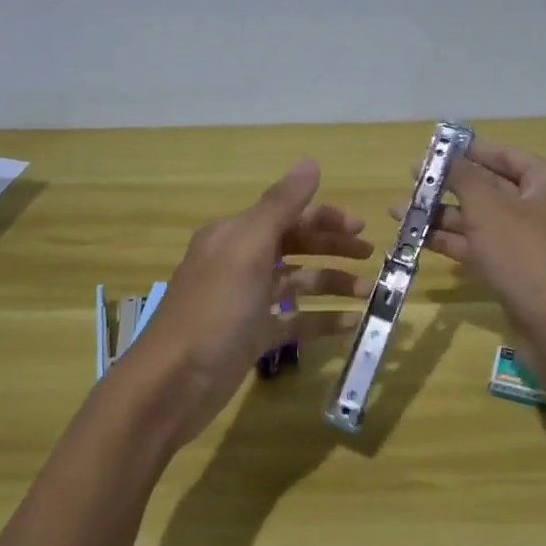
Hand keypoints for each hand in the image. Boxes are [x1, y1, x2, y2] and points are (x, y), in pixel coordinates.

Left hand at [136, 161, 371, 448]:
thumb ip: (281, 205)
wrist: (174, 383)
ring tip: (369, 294)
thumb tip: (310, 162)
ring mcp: (247, 302)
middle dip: (333, 248)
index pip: (287, 215)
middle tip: (371, 257)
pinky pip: (295, 321)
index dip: (325, 218)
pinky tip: (351, 325)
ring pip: (298, 283)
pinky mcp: (252, 337)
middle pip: (295, 246)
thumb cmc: (214, 309)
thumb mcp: (248, 249)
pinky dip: (322, 320)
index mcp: (236, 236)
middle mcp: (240, 263)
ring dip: (332, 284)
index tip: (362, 228)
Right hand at [397, 140, 545, 343]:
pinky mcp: (520, 272)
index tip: (433, 151)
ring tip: (399, 213)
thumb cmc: (526, 254)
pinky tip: (417, 238)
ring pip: (482, 221)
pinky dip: (454, 242)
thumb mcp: (488, 207)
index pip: (506, 156)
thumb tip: (446, 156)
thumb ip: (463, 176)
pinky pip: (483, 247)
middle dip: (448, 187)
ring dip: (442, 216)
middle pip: (491, 188)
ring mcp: (533, 243)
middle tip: (411, 181)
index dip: (468, 151)